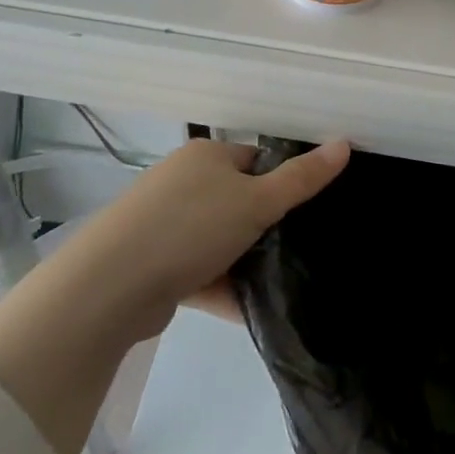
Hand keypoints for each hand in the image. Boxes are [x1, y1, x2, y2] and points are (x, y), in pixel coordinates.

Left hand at [63, 139, 349, 342]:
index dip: (281, 182)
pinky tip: (248, 311)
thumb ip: (302, 179)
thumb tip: (344, 143)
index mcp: (206, 156)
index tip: (304, 213)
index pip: (255, 160)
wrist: (110, 286)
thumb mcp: (257, 201)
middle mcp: (181, 182)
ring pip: (217, 240)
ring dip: (242, 262)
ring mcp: (162, 224)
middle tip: (294, 250)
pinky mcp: (151, 264)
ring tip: (278, 285)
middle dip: (263, 227)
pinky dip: (220, 287)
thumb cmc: (190, 227)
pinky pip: (197, 271)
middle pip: (237, 201)